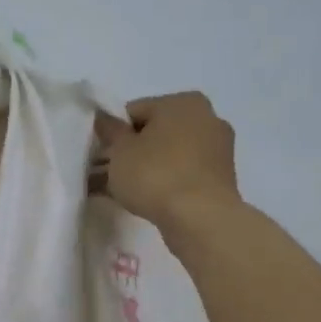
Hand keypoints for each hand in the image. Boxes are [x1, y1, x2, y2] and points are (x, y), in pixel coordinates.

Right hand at [93, 92, 242, 231]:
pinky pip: (182, 174)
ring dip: (144, 168)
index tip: (100, 153)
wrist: (201, 219)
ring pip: (168, 155)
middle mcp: (206, 119)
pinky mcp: (220, 179)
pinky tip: (141, 200)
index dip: (113, 131)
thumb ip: (110, 130)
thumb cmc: (156, 174)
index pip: (135, 110)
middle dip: (130, 151)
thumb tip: (103, 117)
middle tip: (106, 172)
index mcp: (183, 102)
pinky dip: (163, 182)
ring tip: (118, 190)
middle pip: (155, 132)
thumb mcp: (120, 150)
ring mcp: (217, 150)